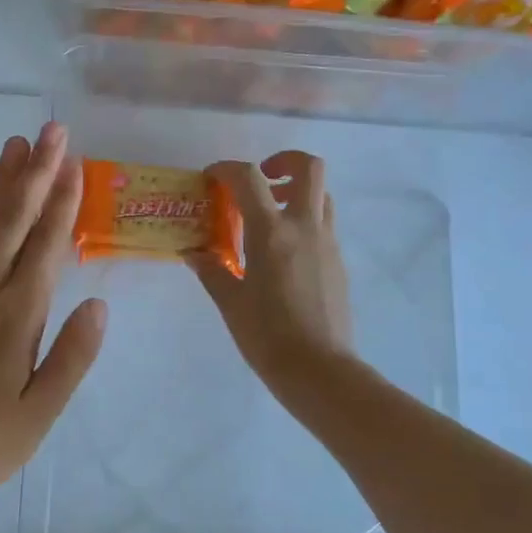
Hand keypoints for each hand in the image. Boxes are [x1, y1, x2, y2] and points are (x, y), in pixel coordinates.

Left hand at [0, 122, 106, 509]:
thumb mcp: (39, 415)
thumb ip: (71, 357)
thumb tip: (99, 304)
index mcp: (15, 317)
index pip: (45, 245)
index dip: (61, 200)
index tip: (74, 161)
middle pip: (11, 219)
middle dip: (34, 172)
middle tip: (50, 131)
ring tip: (14, 145)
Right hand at [190, 151, 354, 406]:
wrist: (320, 371)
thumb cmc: (267, 336)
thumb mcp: (230, 302)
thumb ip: (212, 270)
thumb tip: (193, 254)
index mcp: (272, 233)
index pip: (248, 178)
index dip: (226, 168)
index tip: (211, 178)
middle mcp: (305, 228)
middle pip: (308, 168)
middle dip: (283, 161)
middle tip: (260, 180)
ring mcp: (327, 244)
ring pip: (321, 195)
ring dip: (296, 192)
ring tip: (268, 216)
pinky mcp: (338, 263)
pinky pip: (323, 225)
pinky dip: (303, 222)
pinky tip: (282, 254)